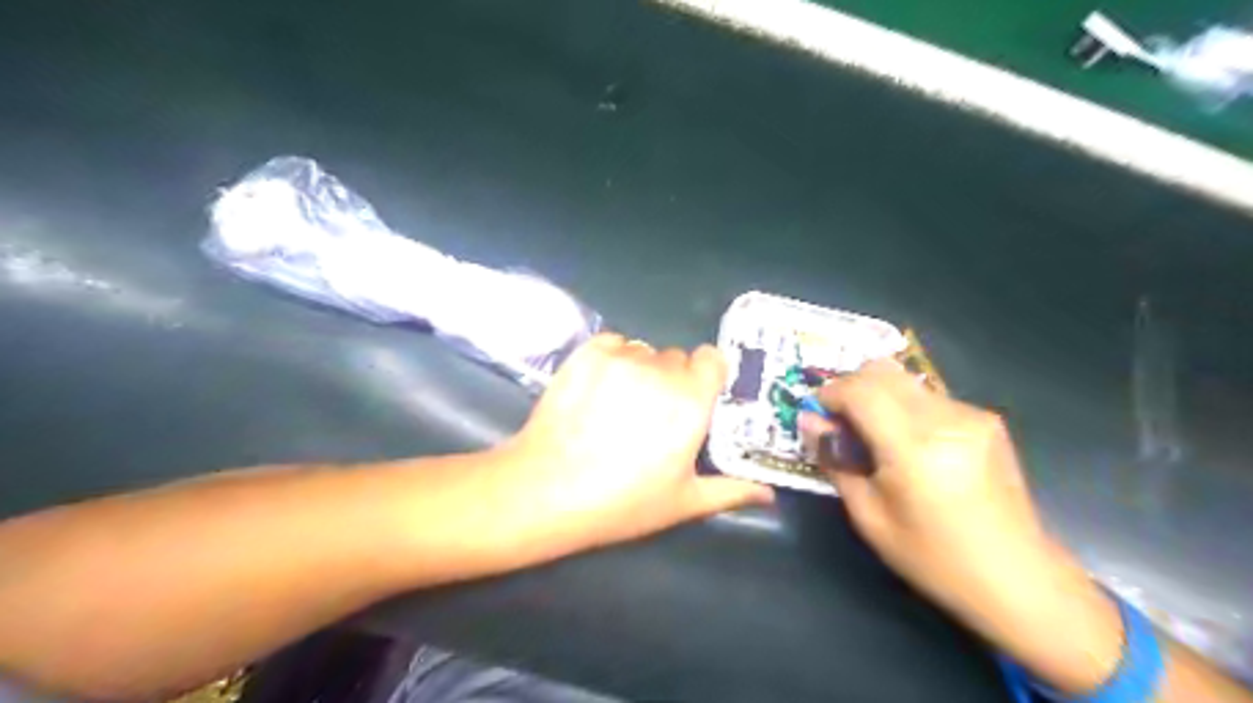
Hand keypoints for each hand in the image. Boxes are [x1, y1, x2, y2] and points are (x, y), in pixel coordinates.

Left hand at [492, 333, 774, 555]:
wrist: (547, 489)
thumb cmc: (621, 501)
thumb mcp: (682, 502)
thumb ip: (731, 491)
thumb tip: (770, 494)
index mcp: (691, 401)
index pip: (712, 358)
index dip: (707, 375)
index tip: (697, 398)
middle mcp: (660, 370)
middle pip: (677, 358)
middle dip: (672, 380)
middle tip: (653, 413)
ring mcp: (620, 358)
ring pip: (644, 351)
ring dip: (641, 370)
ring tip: (621, 404)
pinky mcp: (586, 354)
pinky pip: (613, 343)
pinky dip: (613, 358)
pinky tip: (599, 387)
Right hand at [802, 362, 1127, 691]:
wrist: (1018, 578)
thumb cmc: (933, 557)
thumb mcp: (868, 516)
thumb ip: (835, 460)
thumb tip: (810, 421)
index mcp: (913, 446)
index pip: (859, 390)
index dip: (829, 394)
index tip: (816, 414)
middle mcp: (945, 418)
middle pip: (882, 371)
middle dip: (850, 387)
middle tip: (839, 422)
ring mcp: (971, 414)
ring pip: (904, 381)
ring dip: (877, 397)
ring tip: (874, 437)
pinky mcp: (986, 420)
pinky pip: (928, 397)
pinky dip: (904, 408)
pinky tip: (909, 446)